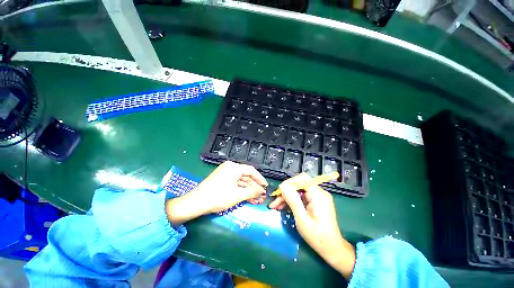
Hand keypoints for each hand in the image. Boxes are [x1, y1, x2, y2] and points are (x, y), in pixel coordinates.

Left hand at [166, 161, 267, 225]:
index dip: (260, 179)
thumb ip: (252, 192)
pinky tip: (248, 198)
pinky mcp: (222, 180)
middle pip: (246, 176)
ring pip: (241, 181)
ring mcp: (225, 174)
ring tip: (257, 199)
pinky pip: (235, 184)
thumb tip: (262, 191)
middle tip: (262, 195)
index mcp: (233, 167)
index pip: (251, 170)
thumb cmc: (218, 196)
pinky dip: (241, 191)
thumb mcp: (238, 195)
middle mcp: (230, 168)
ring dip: (248, 190)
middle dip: (254, 187)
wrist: (195, 203)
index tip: (266, 187)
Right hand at [269, 173, 355, 279]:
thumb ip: (293, 200)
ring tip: (276, 206)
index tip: (278, 192)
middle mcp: (319, 192)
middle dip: (286, 191)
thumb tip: (282, 185)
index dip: (289, 183)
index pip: (302, 179)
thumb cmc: (317, 236)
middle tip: (274, 202)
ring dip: (287, 197)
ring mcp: (318, 197)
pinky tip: (283, 207)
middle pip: (299, 184)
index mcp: (318, 195)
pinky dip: (293, 200)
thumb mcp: (302, 219)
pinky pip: (302, 196)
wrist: (332, 249)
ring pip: (299, 190)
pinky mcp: (316, 201)